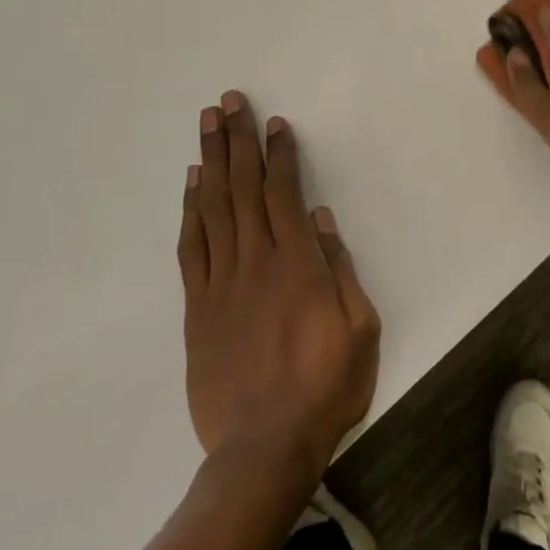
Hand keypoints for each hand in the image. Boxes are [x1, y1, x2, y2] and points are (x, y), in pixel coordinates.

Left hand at [180, 91, 380, 474]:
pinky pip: (192, 248)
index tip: (274, 122)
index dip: (279, 154)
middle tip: (228, 102)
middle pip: (243, 188)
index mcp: (298, 264)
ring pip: (214, 208)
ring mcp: (221, 283)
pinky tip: (192, 185)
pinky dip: (190, 211)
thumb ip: (338, 268)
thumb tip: (319, 218)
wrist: (263, 448)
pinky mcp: (198, 308)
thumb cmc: (325, 386)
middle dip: (237, 140)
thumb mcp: (359, 328)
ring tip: (207, 125)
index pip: (284, 192)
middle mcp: (256, 261)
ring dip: (211, 162)